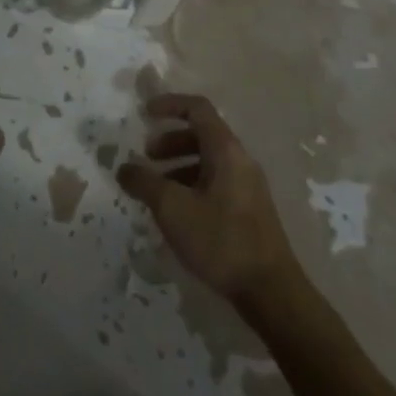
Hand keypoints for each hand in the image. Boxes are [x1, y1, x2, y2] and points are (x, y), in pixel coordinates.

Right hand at [118, 93, 301, 304]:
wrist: (270, 291)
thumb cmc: (220, 240)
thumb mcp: (172, 209)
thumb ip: (144, 183)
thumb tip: (124, 168)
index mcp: (226, 150)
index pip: (197, 109)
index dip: (170, 104)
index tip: (145, 113)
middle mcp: (240, 160)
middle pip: (202, 134)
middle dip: (170, 141)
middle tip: (146, 158)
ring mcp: (248, 186)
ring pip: (208, 161)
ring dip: (179, 166)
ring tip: (156, 190)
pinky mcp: (249, 210)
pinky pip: (216, 183)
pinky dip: (192, 185)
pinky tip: (177, 214)